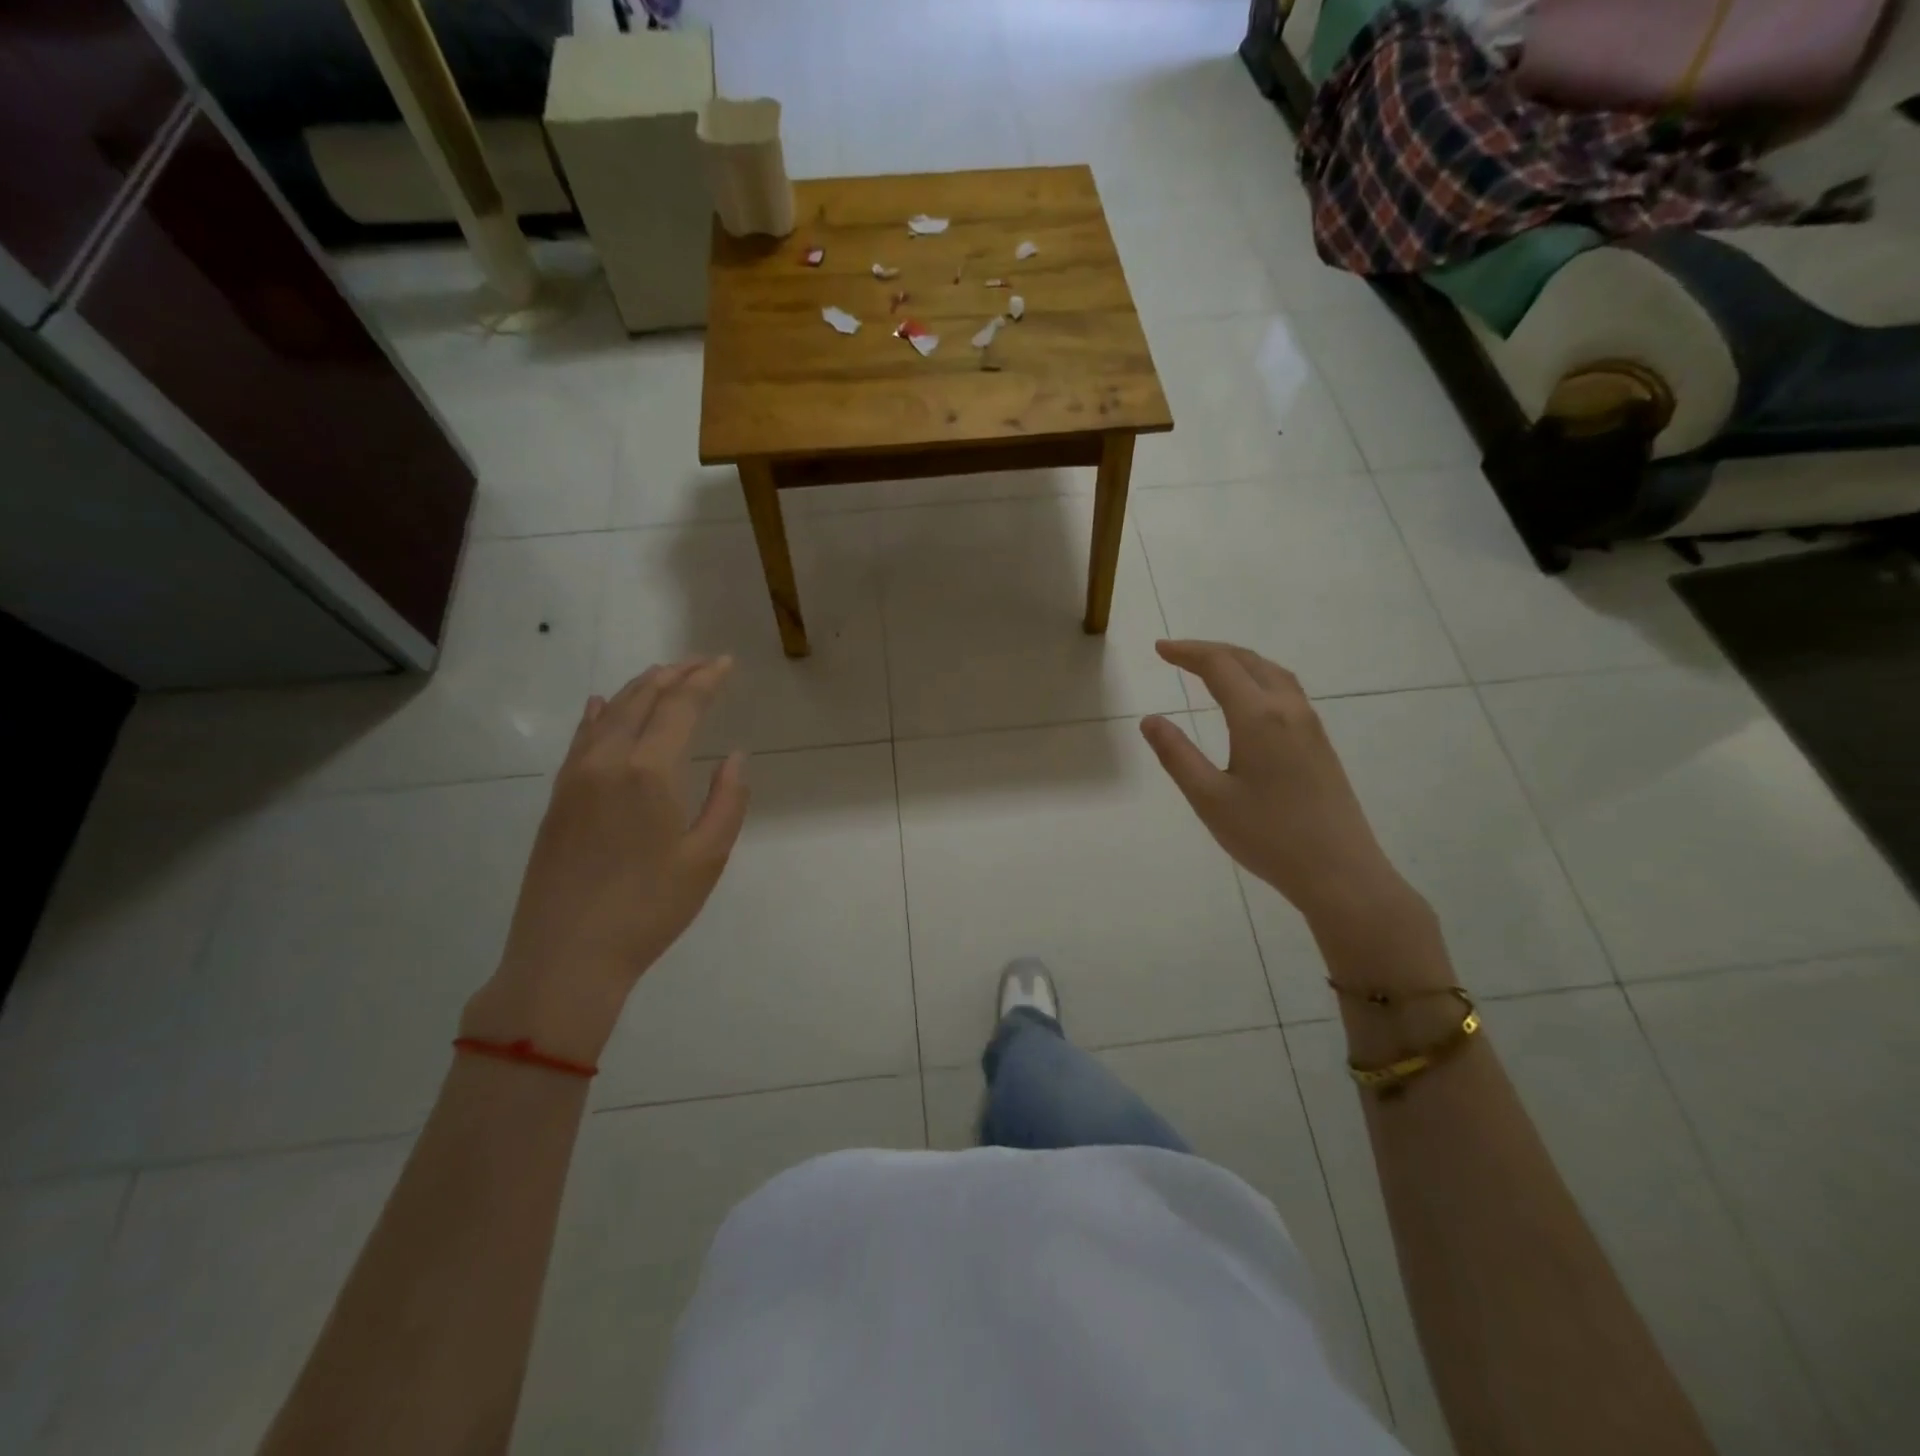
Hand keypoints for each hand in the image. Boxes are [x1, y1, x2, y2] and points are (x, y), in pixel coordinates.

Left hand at [464, 657, 749, 1062]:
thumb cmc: (649, 909)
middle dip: (675, 674)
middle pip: (643, 699)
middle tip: (702, 662)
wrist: (566, 956)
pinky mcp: (558, 798)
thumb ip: (727, 800)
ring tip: (664, 674)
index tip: (725, 662)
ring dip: (640, 688)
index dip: (705, 680)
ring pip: (609, 713)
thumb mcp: (707, 858)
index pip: (681, 706)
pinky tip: (602, 705)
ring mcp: (575, 777)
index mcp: (649, 771)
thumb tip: (735, 756)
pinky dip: (598, 714)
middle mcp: (608, 760)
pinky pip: (581, 739)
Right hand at [1141, 640, 1404, 926]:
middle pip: (1249, 661)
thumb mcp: (1209, 798)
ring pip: (1273, 673)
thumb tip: (1150, 719)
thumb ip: (1177, 754)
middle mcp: (1289, 710)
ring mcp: (1310, 726)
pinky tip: (1248, 700)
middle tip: (1177, 654)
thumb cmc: (1268, 836)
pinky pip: (1286, 691)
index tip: (1159, 649)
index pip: (1219, 665)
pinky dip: (1258, 679)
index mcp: (1258, 717)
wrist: (1340, 872)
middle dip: (1211, 651)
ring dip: (1239, 661)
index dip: (1187, 652)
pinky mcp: (1320, 744)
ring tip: (1210, 668)